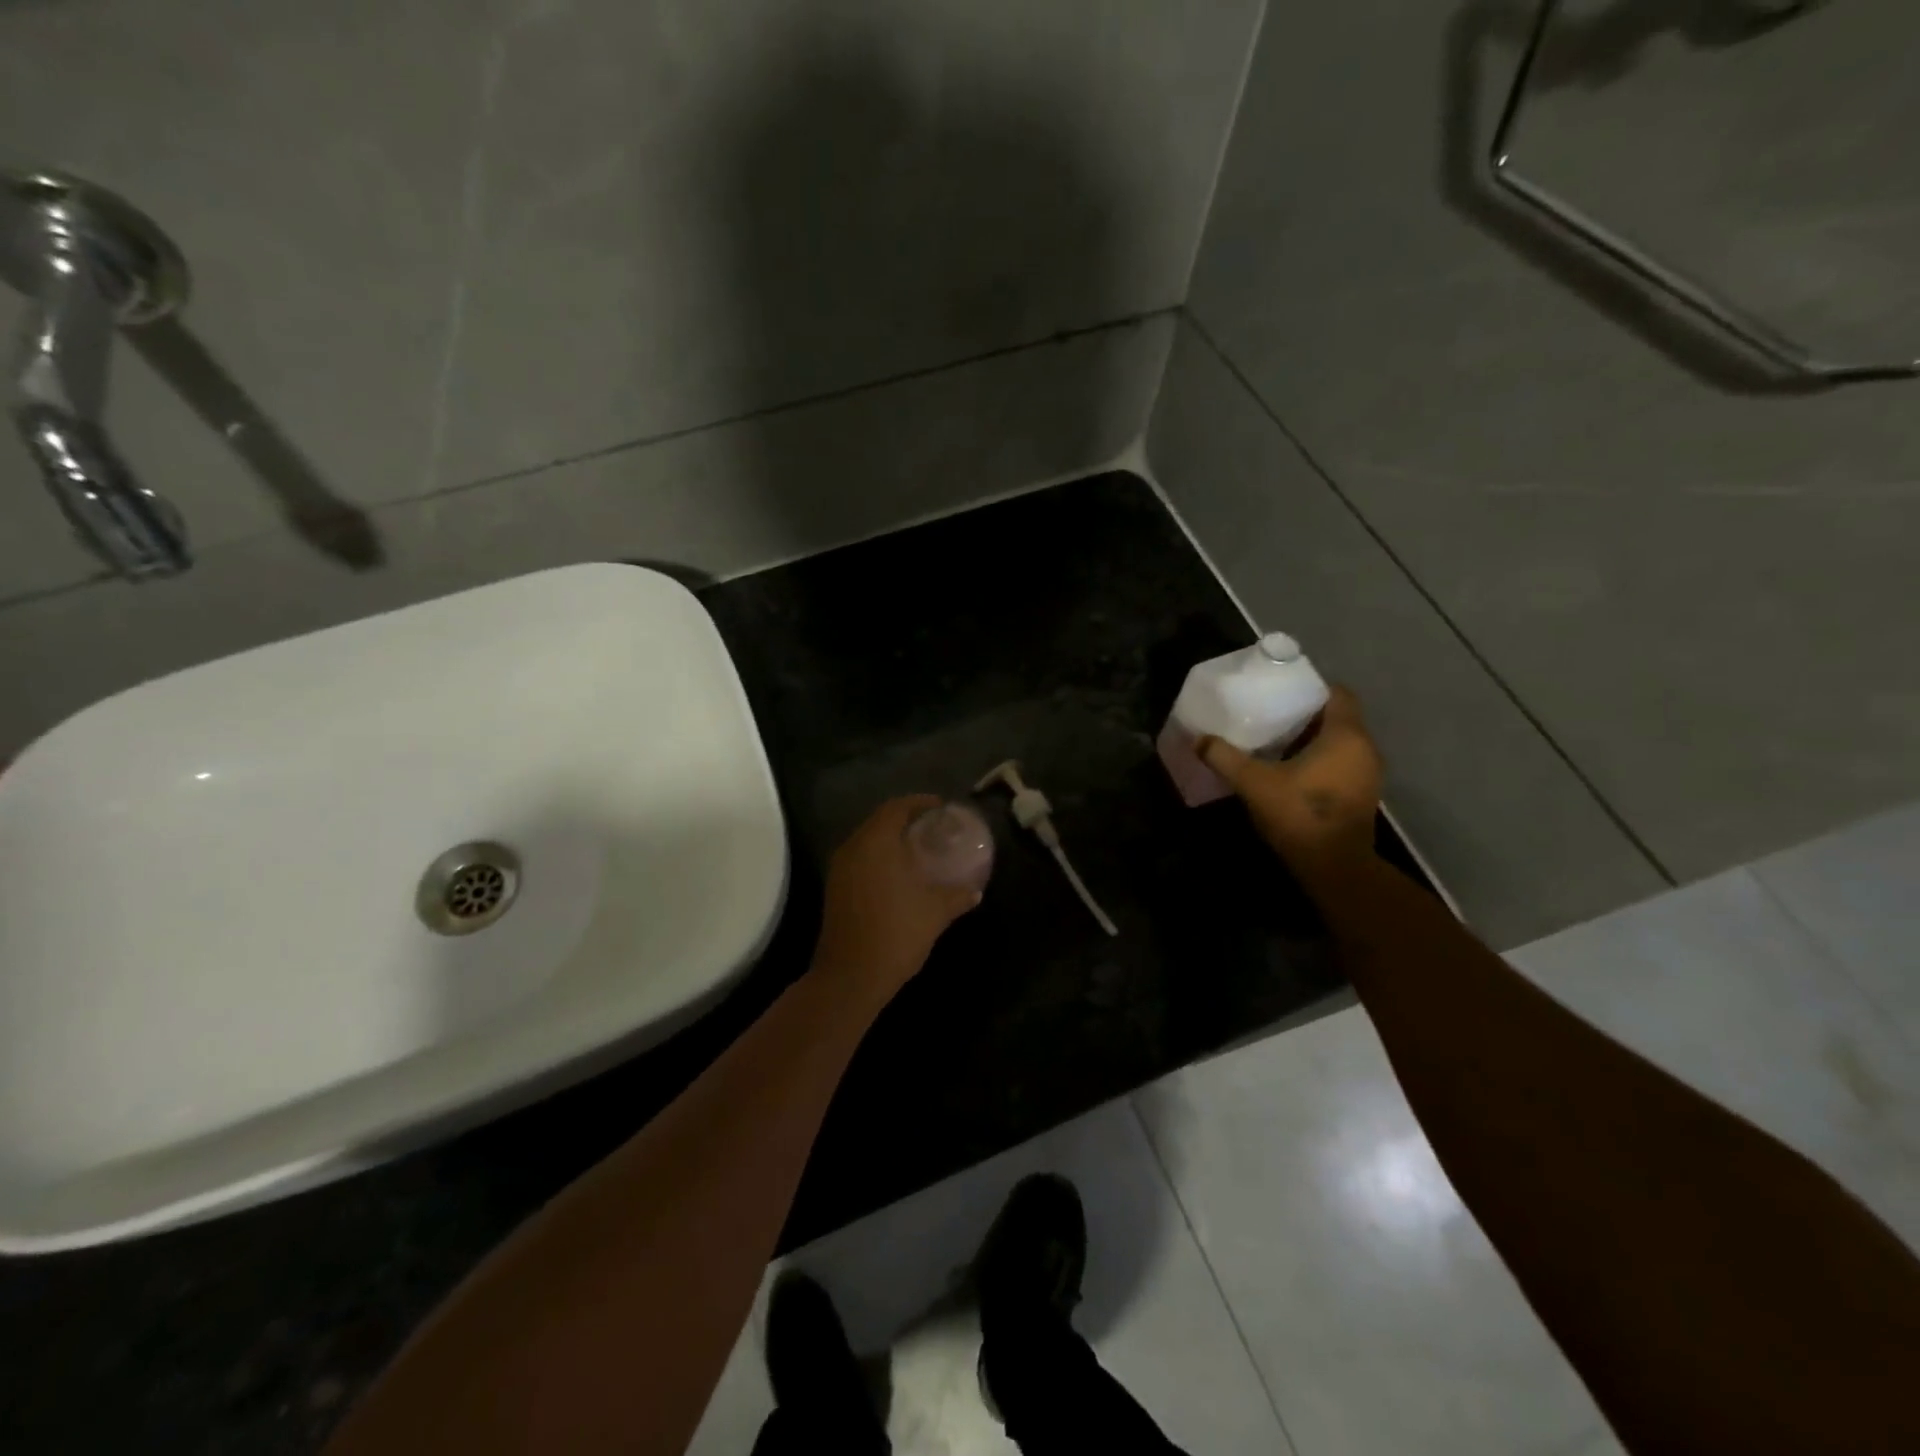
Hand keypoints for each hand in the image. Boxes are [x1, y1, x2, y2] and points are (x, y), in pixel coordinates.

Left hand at [810, 796, 981, 1008]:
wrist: (851, 976)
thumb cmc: (896, 933)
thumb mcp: (936, 912)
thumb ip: (957, 895)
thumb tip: (975, 890)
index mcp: (876, 843)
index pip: (896, 808)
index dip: (919, 803)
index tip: (940, 807)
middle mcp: (853, 848)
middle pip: (879, 821)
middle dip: (906, 819)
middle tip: (933, 827)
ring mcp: (839, 869)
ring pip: (867, 841)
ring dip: (891, 839)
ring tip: (919, 848)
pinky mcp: (835, 889)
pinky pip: (860, 859)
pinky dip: (879, 857)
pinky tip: (900, 873)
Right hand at [1198, 686, 1383, 881]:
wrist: (1334, 867)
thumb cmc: (1299, 814)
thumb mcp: (1253, 782)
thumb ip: (1225, 757)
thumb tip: (1199, 740)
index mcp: (1346, 735)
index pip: (1338, 694)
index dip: (1311, 688)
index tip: (1281, 691)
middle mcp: (1365, 748)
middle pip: (1337, 718)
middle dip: (1305, 715)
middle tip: (1269, 714)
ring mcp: (1368, 775)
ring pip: (1340, 743)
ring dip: (1312, 741)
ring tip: (1275, 742)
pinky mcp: (1362, 796)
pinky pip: (1341, 765)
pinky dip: (1319, 761)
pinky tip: (1290, 770)